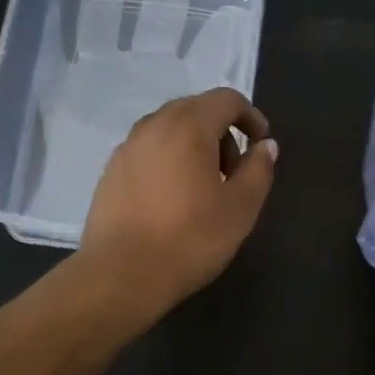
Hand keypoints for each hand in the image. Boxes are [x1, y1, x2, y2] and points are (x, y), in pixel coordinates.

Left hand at [79, 88, 277, 317]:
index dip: (250, 116)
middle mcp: (153, 125)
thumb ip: (258, 169)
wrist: (121, 274)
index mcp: (188, 126)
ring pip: (169, 130)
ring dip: (194, 147)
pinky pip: (148, 151)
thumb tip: (265, 146)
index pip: (226, 99)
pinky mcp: (110, 171)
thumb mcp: (241, 207)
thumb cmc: (190, 239)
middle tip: (233, 173)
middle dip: (222, 132)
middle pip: (196, 110)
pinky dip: (168, 161)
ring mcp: (127, 147)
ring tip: (203, 189)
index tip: (261, 144)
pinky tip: (172, 200)